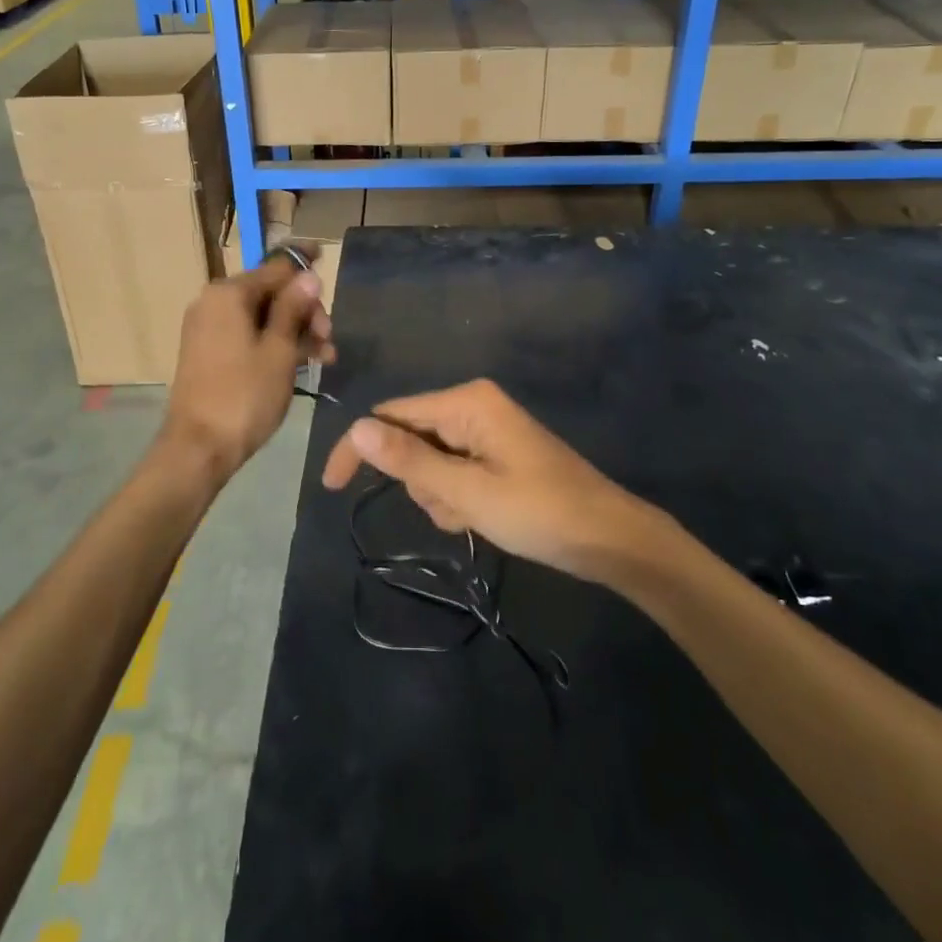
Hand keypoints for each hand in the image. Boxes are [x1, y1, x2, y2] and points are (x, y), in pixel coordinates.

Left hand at [161, 252, 334, 484]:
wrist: (199, 448)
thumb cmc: (245, 395)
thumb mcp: (280, 350)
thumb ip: (294, 308)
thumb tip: (308, 276)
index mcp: (228, 293)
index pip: (276, 266)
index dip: (304, 265)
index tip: (327, 259)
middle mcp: (214, 302)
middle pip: (270, 292)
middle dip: (305, 310)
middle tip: (329, 337)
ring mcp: (208, 328)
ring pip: (262, 316)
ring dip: (295, 330)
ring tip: (325, 356)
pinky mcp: (209, 351)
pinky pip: (248, 334)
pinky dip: (274, 343)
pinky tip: (303, 362)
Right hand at [320, 379, 647, 580]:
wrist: (610, 539)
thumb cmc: (540, 513)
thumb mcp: (468, 493)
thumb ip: (409, 461)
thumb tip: (355, 429)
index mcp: (466, 402)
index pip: (390, 416)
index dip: (359, 449)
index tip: (331, 488)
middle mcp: (472, 405)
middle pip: (411, 439)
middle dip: (420, 482)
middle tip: (456, 510)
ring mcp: (485, 429)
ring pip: (430, 462)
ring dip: (440, 495)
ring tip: (475, 517)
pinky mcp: (495, 452)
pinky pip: (454, 470)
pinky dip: (457, 497)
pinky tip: (484, 517)